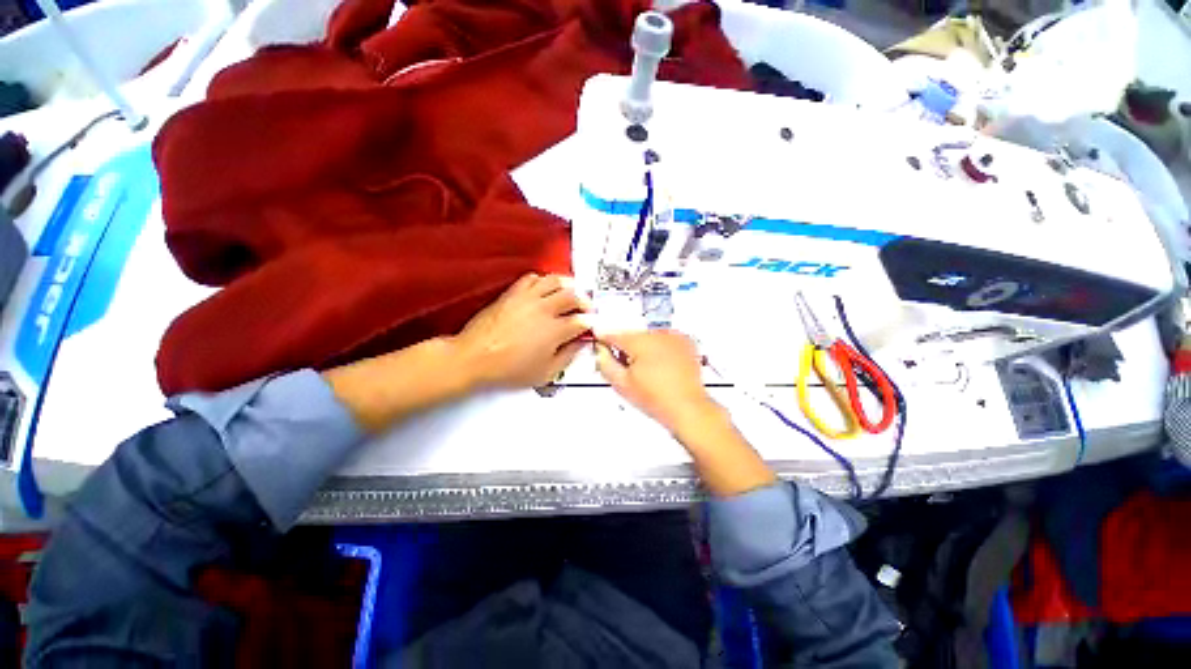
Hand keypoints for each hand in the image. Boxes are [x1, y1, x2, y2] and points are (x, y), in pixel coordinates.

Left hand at [454, 273, 590, 388]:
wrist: (475, 357)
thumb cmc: (507, 368)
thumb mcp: (545, 373)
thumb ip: (567, 357)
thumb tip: (579, 345)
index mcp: (554, 331)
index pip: (582, 321)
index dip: (590, 323)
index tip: (591, 326)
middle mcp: (544, 310)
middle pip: (573, 296)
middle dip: (585, 302)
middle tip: (586, 308)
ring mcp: (528, 299)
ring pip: (555, 281)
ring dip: (568, 285)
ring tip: (572, 292)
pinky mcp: (513, 293)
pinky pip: (532, 278)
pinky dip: (543, 280)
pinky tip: (545, 288)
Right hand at [594, 330, 716, 433]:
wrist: (687, 407)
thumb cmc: (656, 398)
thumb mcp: (622, 384)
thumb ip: (605, 363)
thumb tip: (600, 351)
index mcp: (639, 341)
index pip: (614, 334)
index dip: (604, 339)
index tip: (601, 344)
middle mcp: (657, 334)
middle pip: (632, 335)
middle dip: (626, 347)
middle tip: (626, 367)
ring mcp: (674, 337)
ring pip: (649, 337)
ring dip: (643, 347)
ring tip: (647, 370)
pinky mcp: (685, 343)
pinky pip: (665, 340)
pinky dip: (660, 348)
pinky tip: (661, 365)